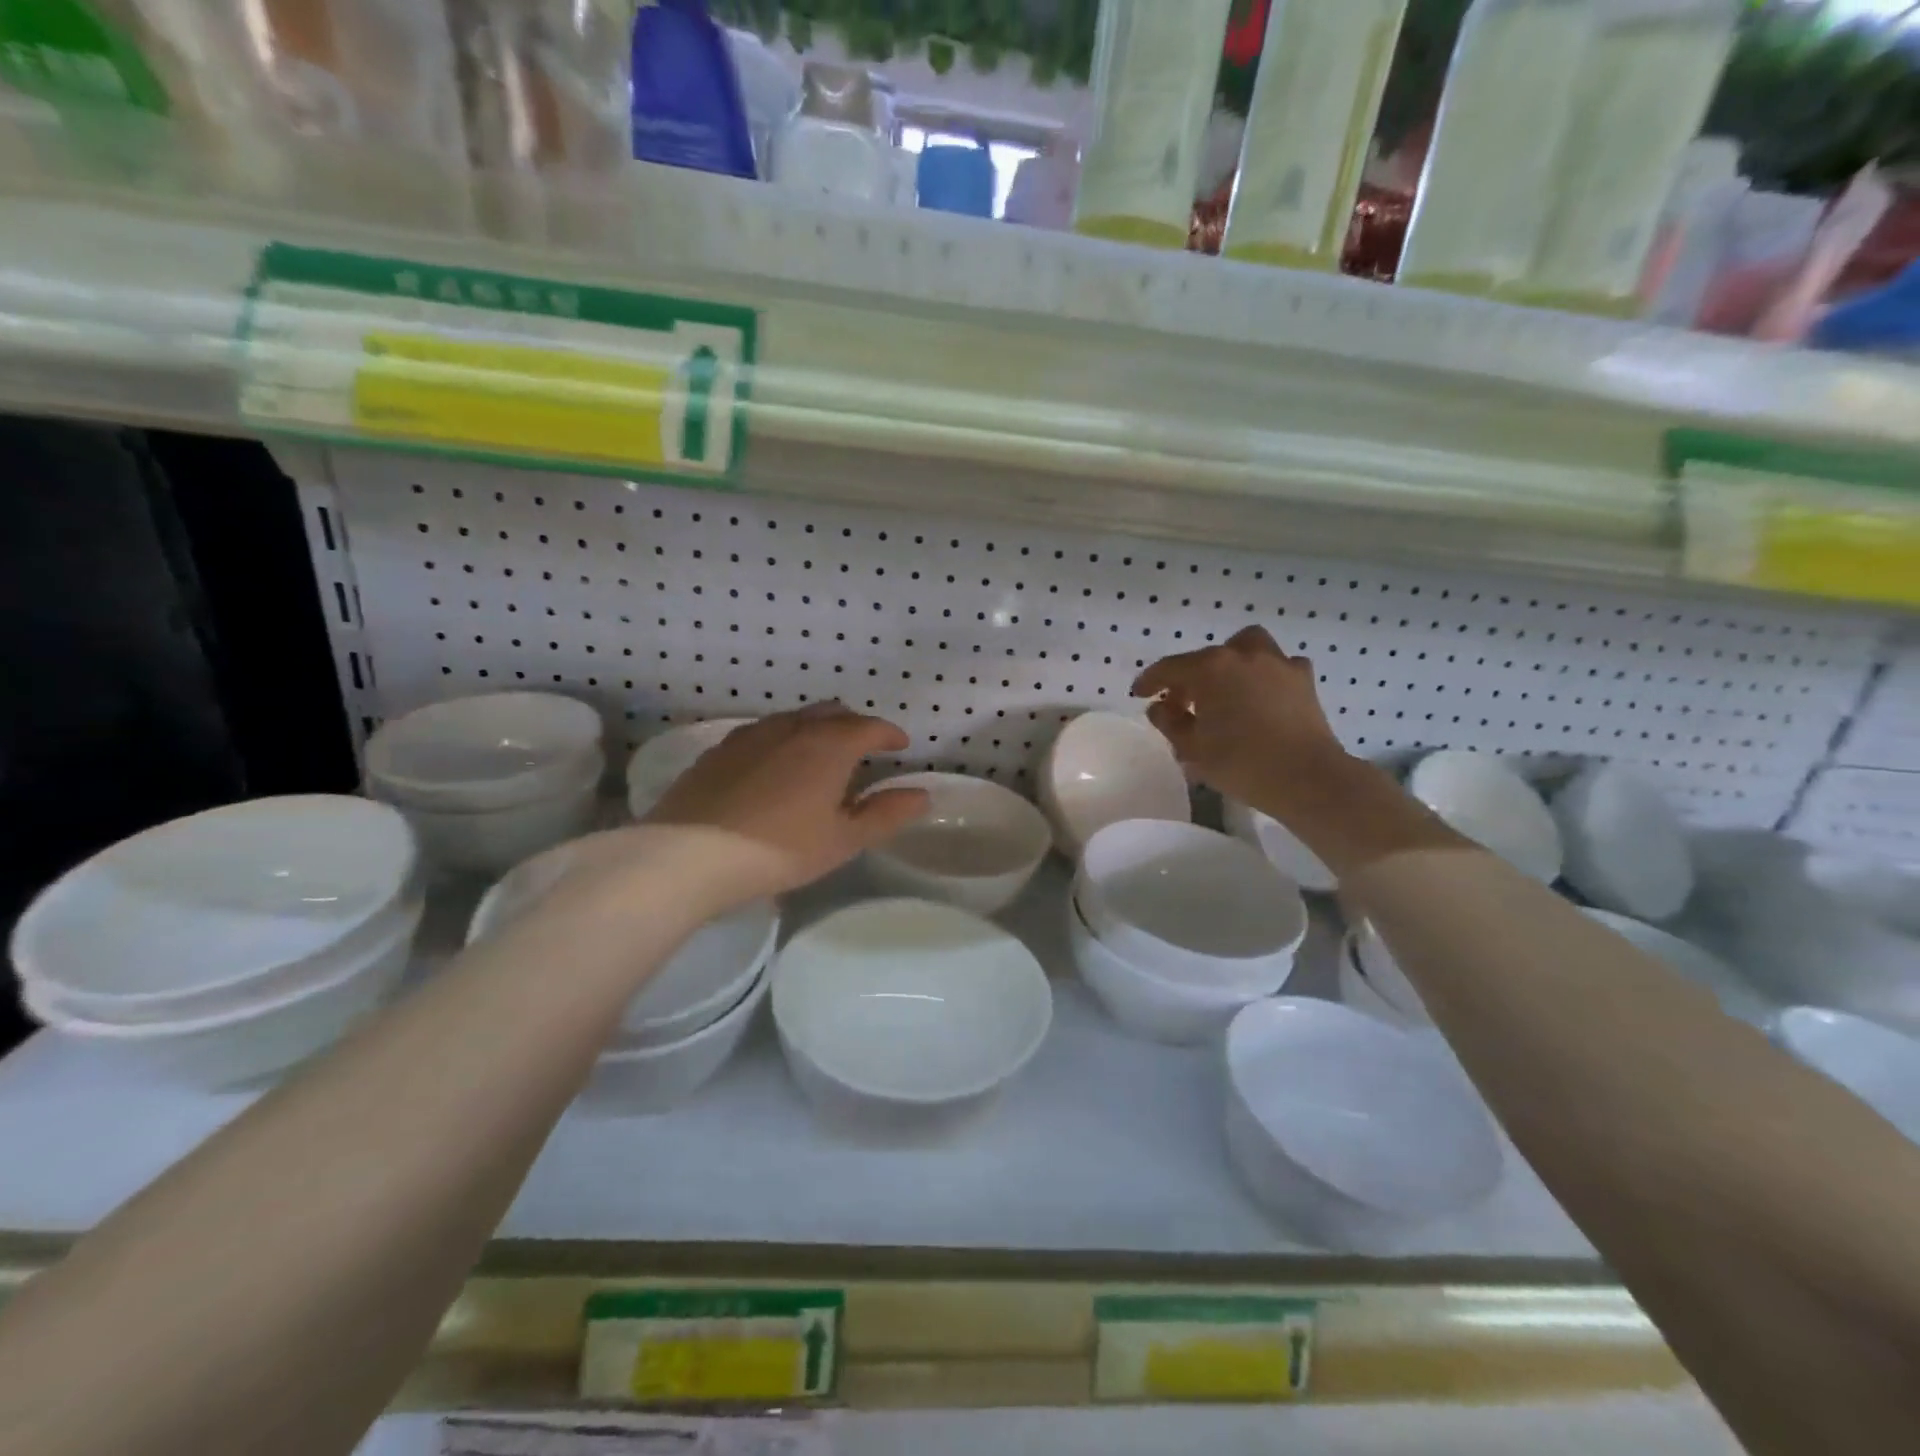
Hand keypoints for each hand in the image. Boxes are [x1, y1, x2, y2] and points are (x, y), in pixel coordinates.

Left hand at [642, 703, 929, 903]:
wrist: (690, 855)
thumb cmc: (780, 848)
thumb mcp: (843, 839)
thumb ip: (886, 814)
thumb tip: (922, 795)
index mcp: (829, 745)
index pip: (870, 726)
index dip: (890, 734)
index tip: (900, 746)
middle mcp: (792, 727)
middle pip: (832, 713)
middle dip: (854, 725)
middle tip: (863, 749)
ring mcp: (751, 735)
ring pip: (794, 718)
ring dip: (816, 729)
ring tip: (819, 756)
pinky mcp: (719, 750)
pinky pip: (762, 732)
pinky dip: (782, 740)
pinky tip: (774, 766)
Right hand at [1132, 626, 1350, 813]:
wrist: (1306, 777)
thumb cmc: (1240, 763)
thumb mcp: (1191, 748)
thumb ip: (1170, 723)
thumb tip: (1160, 708)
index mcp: (1210, 669)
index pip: (1169, 668)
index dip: (1150, 681)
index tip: (1139, 695)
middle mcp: (1242, 655)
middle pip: (1206, 658)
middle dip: (1189, 677)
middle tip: (1182, 704)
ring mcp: (1277, 664)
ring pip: (1247, 647)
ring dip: (1230, 662)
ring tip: (1225, 687)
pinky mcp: (1303, 680)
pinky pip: (1279, 666)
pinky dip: (1265, 674)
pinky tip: (1262, 695)